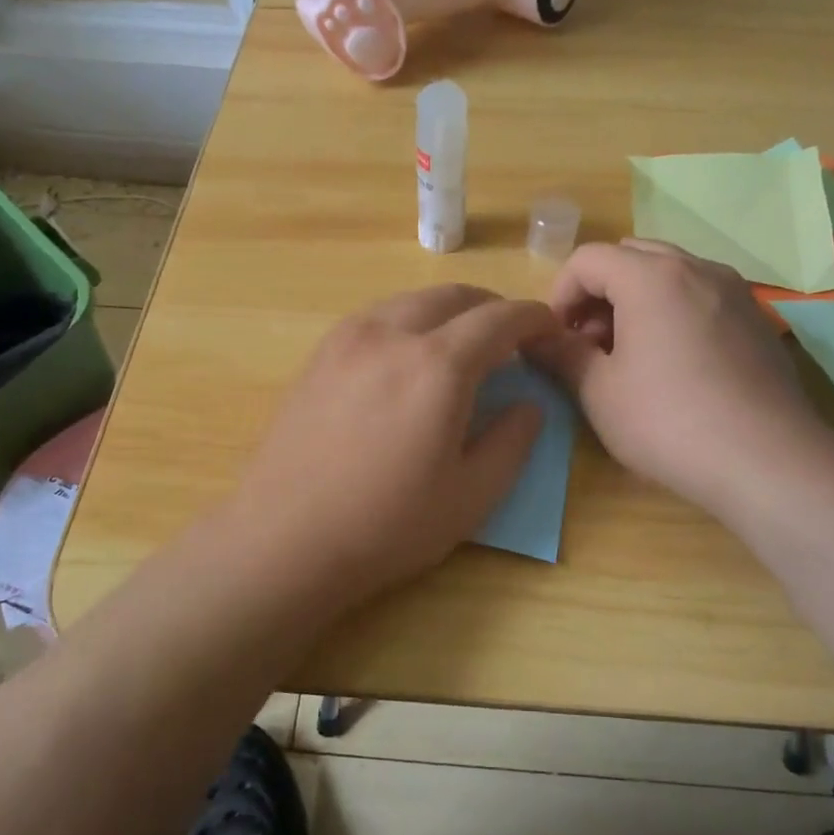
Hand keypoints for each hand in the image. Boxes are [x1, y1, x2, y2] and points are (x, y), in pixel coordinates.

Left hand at [223, 285, 557, 600]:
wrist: (283, 538)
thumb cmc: (386, 525)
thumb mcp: (470, 496)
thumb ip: (512, 442)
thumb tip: (529, 404)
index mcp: (437, 366)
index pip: (499, 319)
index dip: (532, 318)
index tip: (550, 329)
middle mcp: (392, 333)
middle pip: (454, 296)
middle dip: (491, 307)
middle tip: (510, 338)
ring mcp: (348, 338)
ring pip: (411, 300)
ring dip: (448, 311)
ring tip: (461, 345)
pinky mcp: (320, 353)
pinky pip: (377, 316)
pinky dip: (409, 321)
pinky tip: (408, 357)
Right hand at [528, 241, 833, 516]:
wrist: (768, 461)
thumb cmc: (669, 422)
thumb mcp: (599, 392)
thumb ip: (561, 353)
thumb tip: (533, 337)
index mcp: (651, 276)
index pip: (588, 259)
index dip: (560, 294)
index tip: (557, 337)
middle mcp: (696, 268)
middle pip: (630, 256)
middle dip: (599, 292)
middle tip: (590, 343)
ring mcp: (734, 290)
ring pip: (670, 273)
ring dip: (636, 299)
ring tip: (630, 354)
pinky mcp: (757, 319)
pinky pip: (701, 295)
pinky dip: (673, 311)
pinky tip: (674, 363)